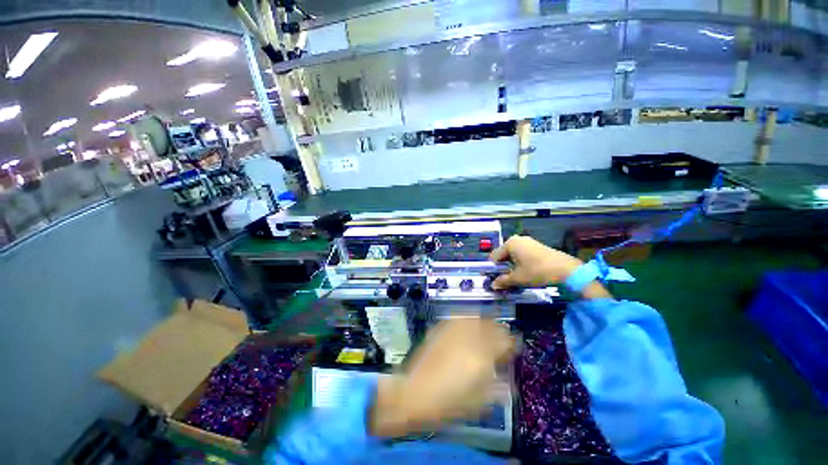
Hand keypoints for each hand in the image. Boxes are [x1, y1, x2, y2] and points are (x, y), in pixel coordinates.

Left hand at [370, 318, 513, 436]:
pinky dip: (467, 319)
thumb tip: (508, 380)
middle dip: (499, 328)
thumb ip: (497, 387)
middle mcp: (468, 339)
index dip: (511, 342)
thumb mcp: (479, 402)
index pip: (503, 341)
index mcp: (481, 357)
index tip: (514, 344)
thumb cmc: (449, 403)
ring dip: (483, 321)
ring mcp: (452, 331)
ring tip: (486, 326)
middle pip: (489, 325)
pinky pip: (458, 318)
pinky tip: (467, 323)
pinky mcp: (440, 329)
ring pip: (474, 317)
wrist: (414, 393)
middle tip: (502, 334)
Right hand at [489, 236, 611, 298]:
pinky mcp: (537, 247)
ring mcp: (529, 242)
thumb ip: (503, 281)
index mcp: (510, 243)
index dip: (493, 270)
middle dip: (503, 269)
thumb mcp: (518, 278)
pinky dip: (521, 265)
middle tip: (504, 282)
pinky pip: (523, 256)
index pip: (494, 257)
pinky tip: (525, 275)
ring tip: (514, 280)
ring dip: (512, 268)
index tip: (494, 281)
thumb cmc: (537, 272)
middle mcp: (518, 240)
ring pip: (514, 256)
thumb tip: (493, 285)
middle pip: (504, 256)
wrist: (567, 271)